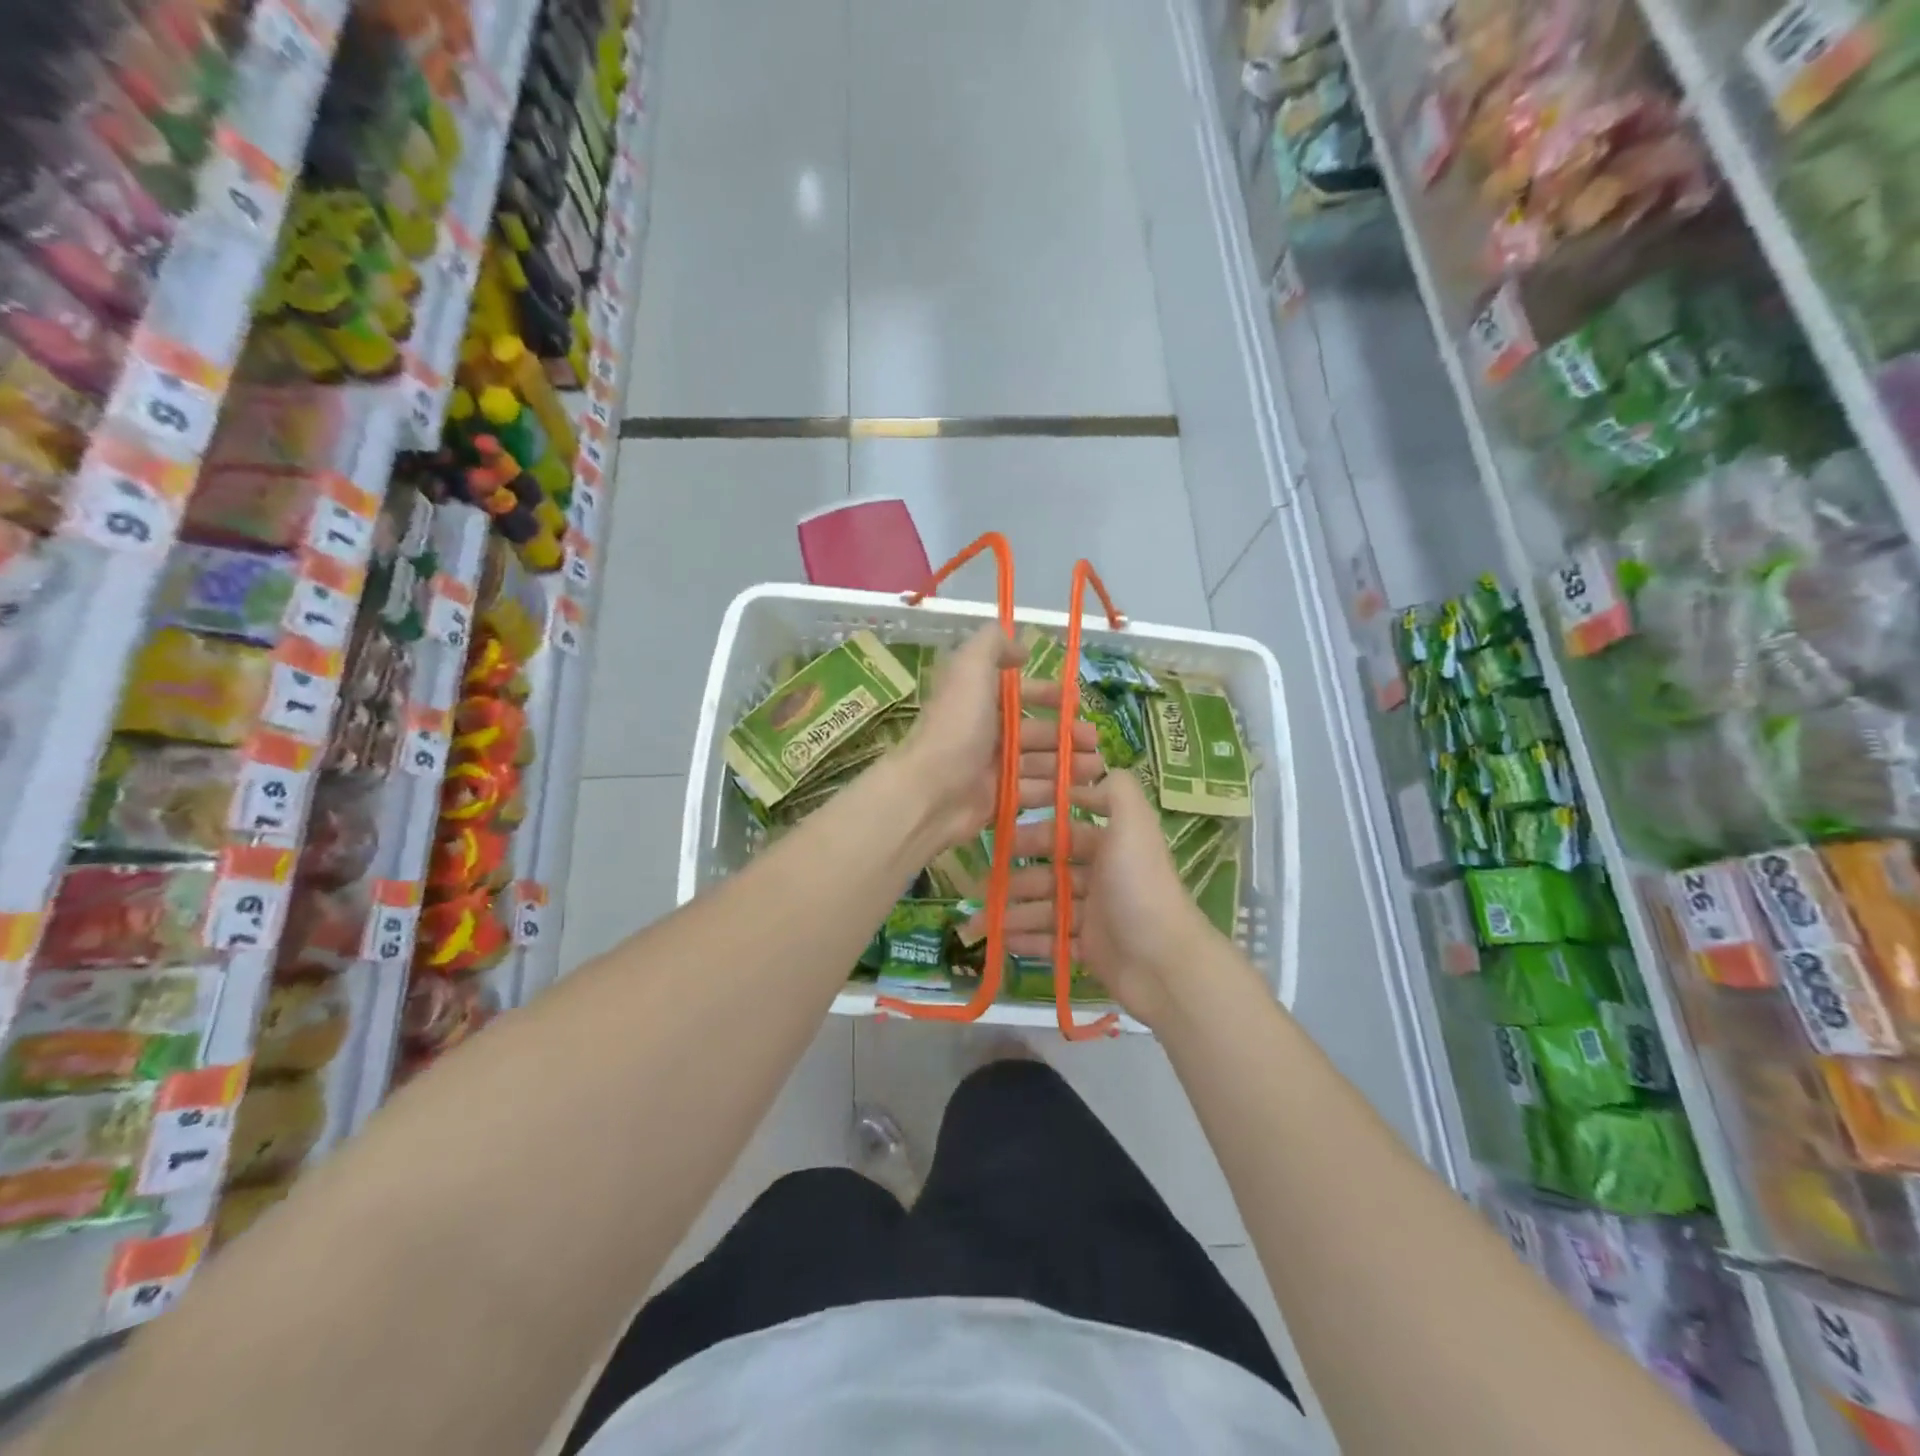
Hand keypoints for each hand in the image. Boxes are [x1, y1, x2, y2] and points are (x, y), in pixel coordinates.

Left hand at [898, 625, 1104, 854]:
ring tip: (1098, 767)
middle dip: (1066, 733)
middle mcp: (984, 732)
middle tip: (1096, 740)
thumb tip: (1019, 646)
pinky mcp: (996, 800)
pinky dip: (1056, 790)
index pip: (1017, 693)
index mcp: (977, 700)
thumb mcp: (970, 668)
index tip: (1077, 700)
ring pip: (1038, 762)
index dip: (1047, 693)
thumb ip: (993, 644)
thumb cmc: (956, 727)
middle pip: (1033, 730)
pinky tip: (1082, 790)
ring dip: (1069, 762)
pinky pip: (1032, 791)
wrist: (931, 791)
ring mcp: (990, 768)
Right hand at [995, 769, 1218, 1027]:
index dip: (1036, 832)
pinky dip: (1026, 940)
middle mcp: (1104, 876)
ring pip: (1046, 907)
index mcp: (1112, 846)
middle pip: (1050, 871)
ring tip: (981, 922)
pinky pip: (1051, 941)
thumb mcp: (1134, 826)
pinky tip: (1000, 941)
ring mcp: (1096, 915)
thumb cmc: (1140, 888)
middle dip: (1016, 876)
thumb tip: (1095, 772)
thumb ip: (1117, 791)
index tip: (1000, 833)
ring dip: (1013, 912)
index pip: (1066, 832)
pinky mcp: (1091, 950)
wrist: (1164, 964)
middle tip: (982, 885)